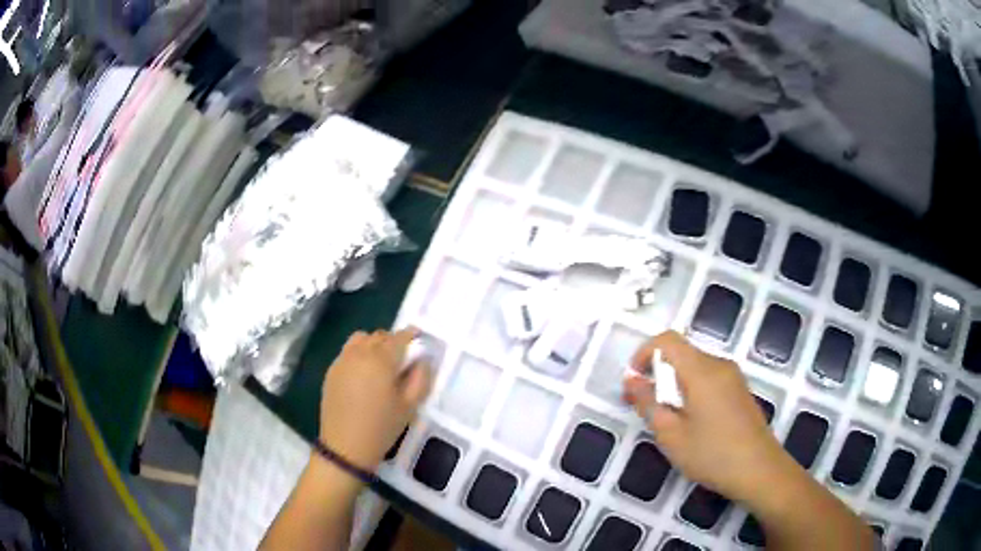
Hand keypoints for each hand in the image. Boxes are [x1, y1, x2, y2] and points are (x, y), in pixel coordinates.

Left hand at [319, 328, 431, 471]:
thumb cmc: (382, 427)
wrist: (345, 447)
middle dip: (393, 341)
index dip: (411, 335)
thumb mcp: (410, 406)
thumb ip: (420, 378)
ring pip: (361, 339)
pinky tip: (363, 374)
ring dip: (373, 344)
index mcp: (381, 360)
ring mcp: (342, 360)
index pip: (399, 338)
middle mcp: (359, 353)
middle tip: (402, 358)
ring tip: (380, 363)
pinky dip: (358, 353)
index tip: (419, 338)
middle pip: (379, 336)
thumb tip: (422, 359)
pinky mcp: (331, 370)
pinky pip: (348, 351)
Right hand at [623, 331, 790, 502]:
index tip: (634, 382)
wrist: (759, 470)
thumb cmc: (712, 454)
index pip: (667, 340)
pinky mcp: (740, 390)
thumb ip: (648, 403)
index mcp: (702, 370)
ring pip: (695, 366)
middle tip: (646, 407)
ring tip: (668, 419)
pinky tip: (692, 422)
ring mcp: (733, 377)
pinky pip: (709, 378)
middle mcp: (719, 365)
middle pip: (682, 353)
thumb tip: (631, 380)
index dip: (644, 353)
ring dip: (675, 383)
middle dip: (658, 373)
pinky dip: (692, 390)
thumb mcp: (671, 434)